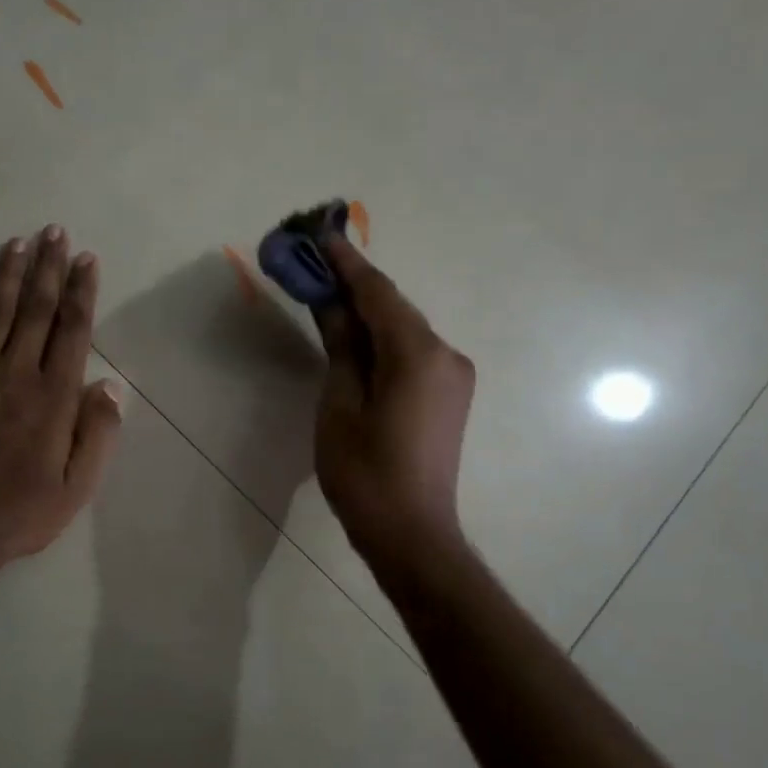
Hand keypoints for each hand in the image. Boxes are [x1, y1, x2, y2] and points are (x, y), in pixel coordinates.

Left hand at [0, 225, 123, 581]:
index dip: (81, 291)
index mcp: (53, 396)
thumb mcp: (79, 486)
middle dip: (48, 268)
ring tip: (16, 243)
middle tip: (54, 232)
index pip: (72, 330)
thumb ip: (98, 433)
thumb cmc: (23, 512)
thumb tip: (110, 386)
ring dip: (7, 276)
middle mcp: (14, 374)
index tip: (86, 258)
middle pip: (36, 310)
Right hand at [314, 236, 474, 570]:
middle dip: (353, 284)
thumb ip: (340, 346)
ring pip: (402, 329)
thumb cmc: (365, 474)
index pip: (377, 293)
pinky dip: (381, 339)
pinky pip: (411, 352)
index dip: (345, 262)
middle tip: (314, 263)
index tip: (319, 233)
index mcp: (417, 354)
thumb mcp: (339, 405)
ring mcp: (453, 376)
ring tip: (326, 295)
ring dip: (366, 312)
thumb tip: (331, 302)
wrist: (412, 534)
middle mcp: (445, 354)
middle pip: (393, 307)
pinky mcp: (449, 395)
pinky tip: (354, 338)